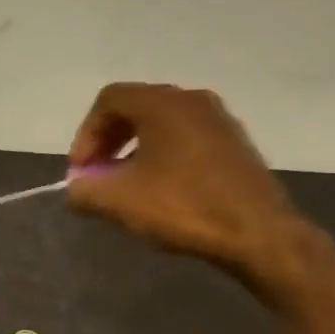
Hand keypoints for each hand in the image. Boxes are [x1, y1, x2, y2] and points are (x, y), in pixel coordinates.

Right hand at [67, 82, 301, 273]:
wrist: (259, 233)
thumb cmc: (184, 207)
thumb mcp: (120, 202)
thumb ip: (84, 191)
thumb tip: (76, 190)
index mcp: (162, 103)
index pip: (109, 100)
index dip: (86, 134)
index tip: (81, 171)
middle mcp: (192, 100)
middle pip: (136, 107)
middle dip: (109, 140)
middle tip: (98, 175)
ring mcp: (219, 121)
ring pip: (162, 124)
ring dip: (135, 149)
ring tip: (126, 186)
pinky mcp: (235, 144)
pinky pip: (186, 139)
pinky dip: (163, 156)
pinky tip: (162, 191)